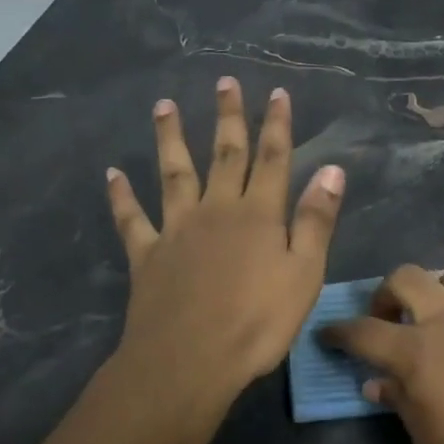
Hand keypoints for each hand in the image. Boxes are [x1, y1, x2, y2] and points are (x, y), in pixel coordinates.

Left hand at [105, 78, 344, 420]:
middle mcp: (216, 210)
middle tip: (225, 82)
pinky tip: (112, 174)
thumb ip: (316, 220)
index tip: (277, 93)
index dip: (276, 125)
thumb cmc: (257, 323)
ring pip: (174, 174)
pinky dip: (121, 196)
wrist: (189, 361)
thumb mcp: (304, 274)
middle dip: (228, 117)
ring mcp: (177, 230)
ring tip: (164, 105)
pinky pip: (132, 219)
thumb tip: (331, 169)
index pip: (272, 159)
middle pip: (224, 155)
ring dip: (170, 138)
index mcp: (258, 215)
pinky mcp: (147, 255)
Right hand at [322, 264, 443, 443]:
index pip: (363, 331)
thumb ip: (401, 404)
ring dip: (436, 287)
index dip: (338, 332)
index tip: (327, 334)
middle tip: (386, 321)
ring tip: (437, 316)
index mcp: (418, 351)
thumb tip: (378, 383)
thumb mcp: (431, 442)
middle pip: (405, 278)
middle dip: (384, 294)